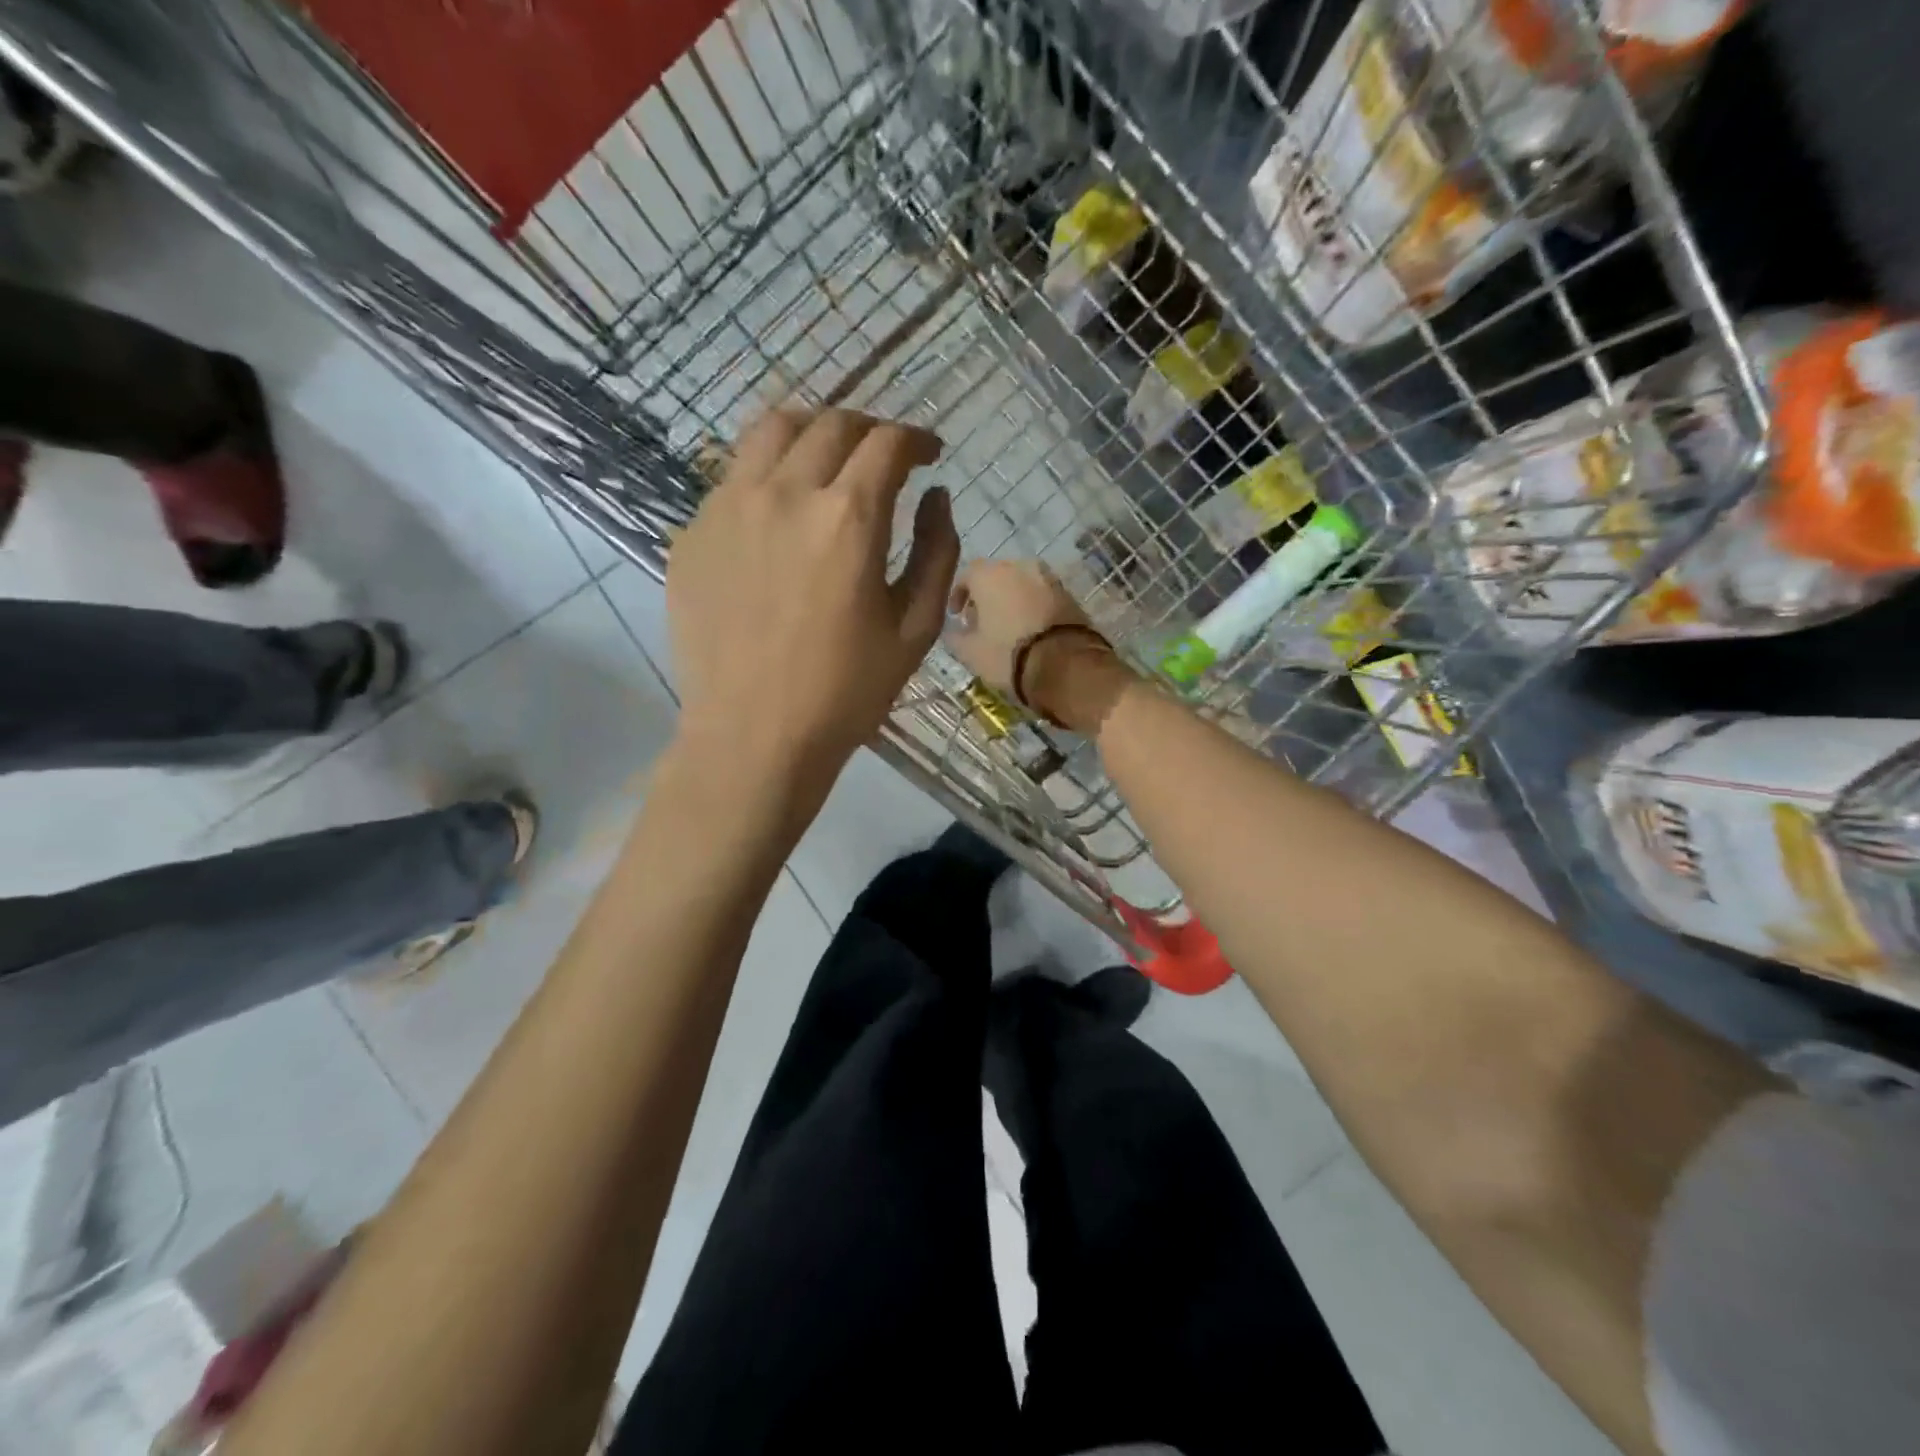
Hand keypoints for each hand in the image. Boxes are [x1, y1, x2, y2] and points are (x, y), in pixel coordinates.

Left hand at [668, 408, 959, 779]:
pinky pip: (732, 479)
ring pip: (770, 431)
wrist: (753, 737)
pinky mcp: (691, 534)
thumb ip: (937, 552)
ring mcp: (726, 508)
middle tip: (883, 458)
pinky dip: (766, 477)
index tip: (928, 455)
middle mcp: (783, 493)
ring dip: (811, 433)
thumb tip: (936, 496)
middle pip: (831, 423)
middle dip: (869, 430)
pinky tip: (777, 516)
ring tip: (826, 460)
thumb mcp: (916, 629)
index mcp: (848, 518)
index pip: (887, 443)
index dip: (917, 439)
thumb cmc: (846, 692)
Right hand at [947, 559, 1135, 735]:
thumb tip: (953, 631)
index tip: (957, 615)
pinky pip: (1042, 596)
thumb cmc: (1007, 654)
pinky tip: (1030, 630)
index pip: (967, 575)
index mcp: (990, 574)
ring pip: (1022, 585)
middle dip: (987, 596)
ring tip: (1007, 627)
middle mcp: (1020, 566)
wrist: (1064, 664)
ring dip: (1012, 600)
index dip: (959, 595)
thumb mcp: (971, 652)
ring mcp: (1048, 578)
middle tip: (982, 621)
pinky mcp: (1069, 594)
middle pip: (996, 576)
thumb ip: (956, 637)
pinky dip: (1033, 607)